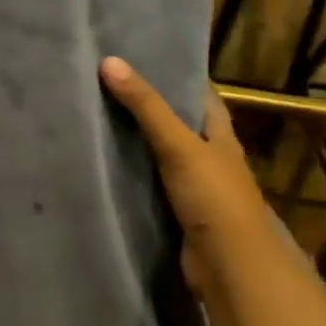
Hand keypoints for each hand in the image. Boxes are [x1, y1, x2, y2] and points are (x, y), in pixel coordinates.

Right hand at [101, 57, 272, 284]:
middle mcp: (210, 159)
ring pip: (161, 155)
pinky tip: (103, 161)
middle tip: (108, 83)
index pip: (202, 96)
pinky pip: (149, 184)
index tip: (144, 57)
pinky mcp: (177, 213)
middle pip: (179, 124)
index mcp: (221, 137)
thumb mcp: (179, 145)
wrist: (230, 269)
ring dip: (136, 141)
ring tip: (96, 114)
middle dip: (149, 107)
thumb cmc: (214, 198)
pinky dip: (131, 173)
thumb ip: (146, 106)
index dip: (178, 76)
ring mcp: (194, 188)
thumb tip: (109, 61)